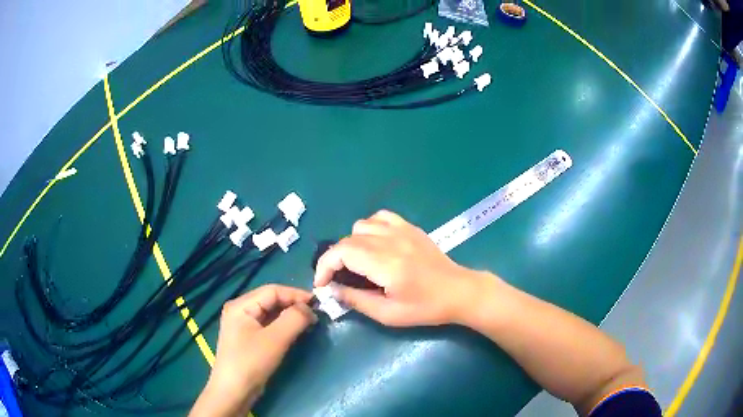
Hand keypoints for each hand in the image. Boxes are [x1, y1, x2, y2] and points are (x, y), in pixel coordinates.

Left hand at [190, 285, 315, 416]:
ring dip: (289, 316)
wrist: (234, 392)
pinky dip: (283, 326)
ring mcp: (242, 325)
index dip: (296, 294)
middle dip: (293, 305)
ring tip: (309, 322)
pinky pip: (268, 325)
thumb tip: (310, 308)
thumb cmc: (251, 362)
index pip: (273, 290)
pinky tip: (295, 332)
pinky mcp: (247, 338)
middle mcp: (239, 310)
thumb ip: (294, 319)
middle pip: (271, 300)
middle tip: (316, 314)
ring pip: (270, 313)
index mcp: (241, 305)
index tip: (319, 303)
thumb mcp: (275, 339)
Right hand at [314, 210, 488, 326]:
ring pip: (361, 226)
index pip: (341, 252)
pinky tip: (374, 244)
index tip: (322, 284)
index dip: (324, 266)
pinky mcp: (410, 228)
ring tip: (357, 263)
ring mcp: (402, 230)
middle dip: (334, 259)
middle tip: (337, 279)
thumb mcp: (389, 314)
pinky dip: (369, 228)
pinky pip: (380, 217)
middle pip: (347, 240)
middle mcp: (391, 241)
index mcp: (386, 264)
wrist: (459, 291)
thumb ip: (357, 301)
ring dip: (351, 244)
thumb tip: (333, 290)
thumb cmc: (426, 308)